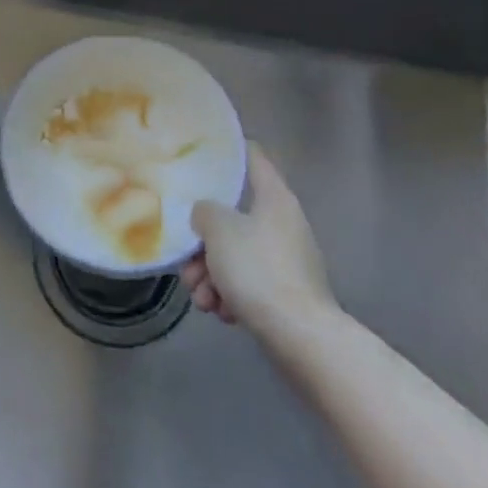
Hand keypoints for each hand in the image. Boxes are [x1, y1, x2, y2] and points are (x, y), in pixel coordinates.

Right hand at [181, 143, 339, 351]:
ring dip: (211, 274)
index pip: (252, 156)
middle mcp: (283, 223)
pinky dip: (230, 295)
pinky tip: (220, 312)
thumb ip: (204, 211)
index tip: (200, 152)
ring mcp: (287, 261)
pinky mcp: (286, 295)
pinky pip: (248, 284)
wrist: (301, 337)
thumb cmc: (258, 269)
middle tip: (186, 261)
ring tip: (200, 297)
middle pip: (233, 217)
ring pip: (236, 255)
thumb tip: (206, 215)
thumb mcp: (218, 228)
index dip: (228, 150)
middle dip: (203, 242)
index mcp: (274, 198)